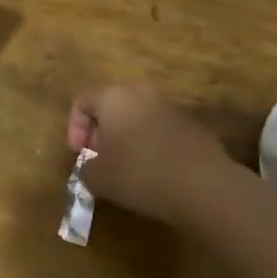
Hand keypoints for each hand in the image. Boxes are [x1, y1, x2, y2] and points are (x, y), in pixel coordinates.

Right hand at [67, 83, 238, 225]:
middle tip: (101, 159)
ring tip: (127, 169)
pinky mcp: (192, 126)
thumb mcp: (97, 178)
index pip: (82, 101)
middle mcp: (141, 93)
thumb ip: (85, 168)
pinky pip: (161, 131)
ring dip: (128, 139)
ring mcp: (170, 107)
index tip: (79, 154)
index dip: (74, 128)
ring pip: (138, 117)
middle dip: (102, 132)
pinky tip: (155, 174)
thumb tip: (91, 166)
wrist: (202, 184)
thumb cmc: (139, 173)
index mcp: (113, 97)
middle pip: (112, 106)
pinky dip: (152, 147)